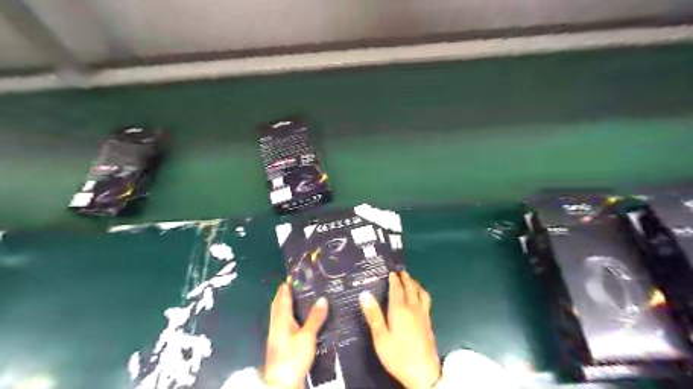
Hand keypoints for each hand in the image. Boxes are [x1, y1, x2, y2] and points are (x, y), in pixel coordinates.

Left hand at [266, 282, 328, 388]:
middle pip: (278, 306)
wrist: (282, 383)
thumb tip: (322, 299)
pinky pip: (282, 323)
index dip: (285, 288)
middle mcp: (276, 325)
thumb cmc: (293, 357)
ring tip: (297, 298)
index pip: (282, 299)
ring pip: (279, 315)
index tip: (291, 277)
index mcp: (281, 320)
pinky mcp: (279, 344)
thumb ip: (315, 318)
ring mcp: (276, 335)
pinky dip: (288, 316)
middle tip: (294, 285)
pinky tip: (296, 319)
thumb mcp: (307, 336)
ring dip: (285, 305)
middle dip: (283, 295)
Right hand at [360, 272, 440, 386]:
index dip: (394, 279)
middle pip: (411, 288)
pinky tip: (420, 299)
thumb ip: (373, 315)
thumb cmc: (398, 356)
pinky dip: (422, 293)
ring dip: (416, 284)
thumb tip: (364, 294)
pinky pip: (426, 301)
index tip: (391, 272)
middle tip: (401, 272)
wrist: (424, 374)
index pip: (397, 289)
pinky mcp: (429, 324)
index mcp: (399, 310)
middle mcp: (413, 309)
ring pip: (421, 293)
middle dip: (406, 278)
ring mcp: (423, 316)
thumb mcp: (381, 338)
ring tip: (411, 281)